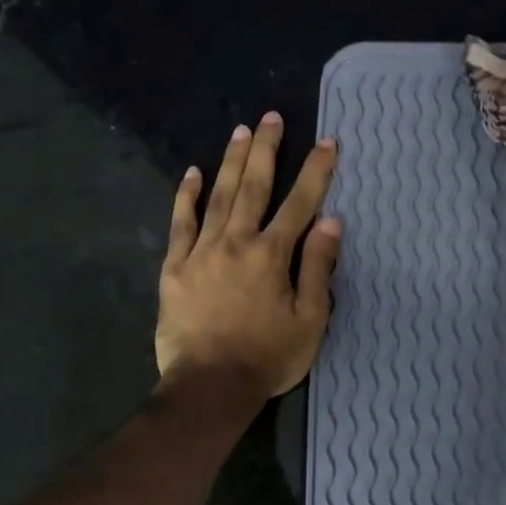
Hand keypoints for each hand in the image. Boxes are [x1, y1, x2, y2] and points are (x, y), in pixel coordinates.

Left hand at [156, 112, 341, 399]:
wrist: (209, 387)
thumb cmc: (267, 357)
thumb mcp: (310, 320)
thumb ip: (318, 268)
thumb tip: (330, 222)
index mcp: (272, 255)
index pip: (300, 203)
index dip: (315, 170)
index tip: (327, 141)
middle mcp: (236, 242)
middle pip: (253, 186)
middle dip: (265, 149)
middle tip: (270, 117)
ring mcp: (201, 252)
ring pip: (217, 197)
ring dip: (230, 162)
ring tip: (239, 131)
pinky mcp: (175, 268)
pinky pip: (180, 224)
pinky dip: (185, 197)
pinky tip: (190, 173)